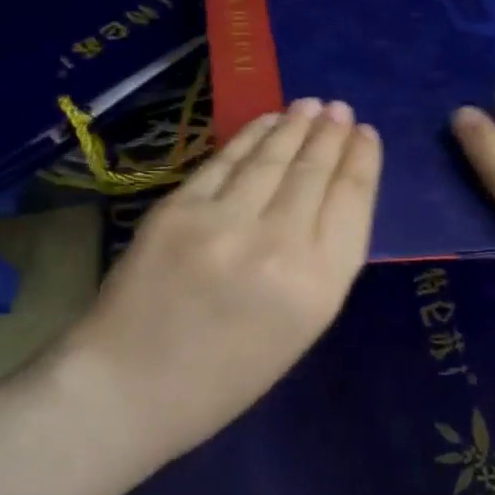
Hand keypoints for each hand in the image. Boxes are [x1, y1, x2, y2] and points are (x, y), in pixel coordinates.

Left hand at [71, 98, 381, 464]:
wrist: (129, 388)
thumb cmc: (224, 378)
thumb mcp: (298, 331)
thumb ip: (320, 264)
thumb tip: (329, 198)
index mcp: (317, 287)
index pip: (351, 201)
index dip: (361, 160)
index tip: (365, 134)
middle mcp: (278, 245)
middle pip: (314, 171)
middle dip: (331, 135)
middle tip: (339, 109)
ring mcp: (224, 220)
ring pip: (272, 157)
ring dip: (295, 126)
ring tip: (311, 106)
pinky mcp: (180, 207)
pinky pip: (226, 160)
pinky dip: (251, 135)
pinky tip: (267, 121)